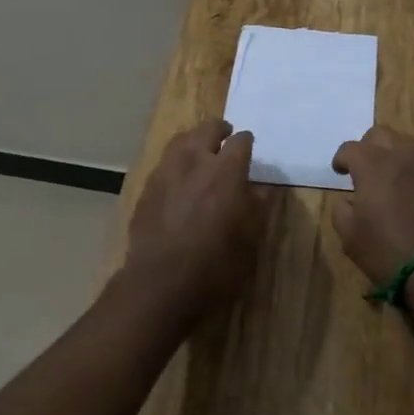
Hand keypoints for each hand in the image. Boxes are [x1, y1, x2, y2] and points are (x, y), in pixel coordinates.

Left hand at [123, 118, 269, 322]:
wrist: (159, 285)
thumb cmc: (214, 266)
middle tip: (225, 139)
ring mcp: (167, 171)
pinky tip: (179, 177)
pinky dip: (176, 161)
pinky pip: (165, 162)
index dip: (247, 142)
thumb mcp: (249, 240)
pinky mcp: (147, 187)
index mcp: (226, 171)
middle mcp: (195, 161)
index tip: (250, 147)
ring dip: (195, 140)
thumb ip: (259, 206)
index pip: (241, 141)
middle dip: (220, 130)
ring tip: (201, 150)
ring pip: (182, 139)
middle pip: (208, 129)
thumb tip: (265, 187)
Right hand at [329, 127, 413, 290]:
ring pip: (405, 143)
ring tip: (387, 174)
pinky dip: (411, 169)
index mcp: (372, 165)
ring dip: (392, 152)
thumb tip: (347, 200)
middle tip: (362, 167)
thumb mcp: (350, 237)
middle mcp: (399, 156)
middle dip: (367, 146)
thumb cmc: (388, 251)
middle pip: (380, 134)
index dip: (341, 158)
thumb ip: (341, 211)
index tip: (339, 171)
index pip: (351, 148)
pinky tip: (408, 190)